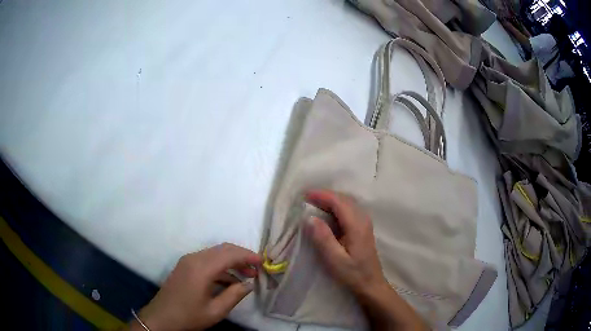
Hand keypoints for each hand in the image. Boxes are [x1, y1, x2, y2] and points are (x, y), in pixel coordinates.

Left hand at [131, 243, 261, 330]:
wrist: (161, 317)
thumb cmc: (189, 316)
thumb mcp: (215, 311)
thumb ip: (234, 295)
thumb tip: (248, 284)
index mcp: (202, 268)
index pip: (230, 254)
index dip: (248, 256)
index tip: (263, 262)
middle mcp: (194, 258)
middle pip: (223, 249)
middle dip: (242, 256)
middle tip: (257, 268)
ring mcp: (188, 261)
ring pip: (215, 253)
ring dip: (232, 261)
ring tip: (247, 274)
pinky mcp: (185, 266)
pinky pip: (207, 260)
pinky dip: (221, 266)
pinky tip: (230, 280)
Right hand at [306, 189, 427, 329]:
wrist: (371, 284)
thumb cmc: (353, 274)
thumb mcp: (335, 259)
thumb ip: (323, 238)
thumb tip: (310, 218)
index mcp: (356, 225)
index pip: (338, 202)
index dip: (321, 195)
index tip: (304, 195)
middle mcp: (363, 219)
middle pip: (343, 199)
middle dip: (325, 195)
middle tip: (306, 198)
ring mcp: (364, 223)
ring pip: (347, 203)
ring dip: (330, 200)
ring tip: (313, 203)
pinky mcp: (363, 228)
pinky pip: (348, 210)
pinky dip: (336, 207)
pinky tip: (327, 213)